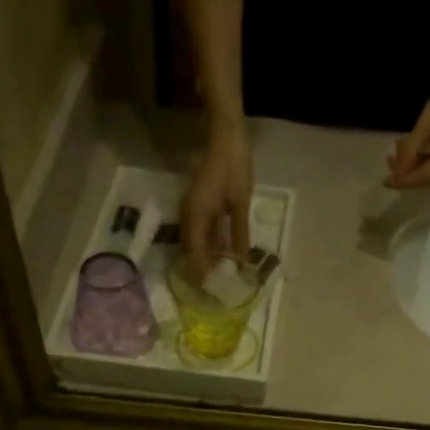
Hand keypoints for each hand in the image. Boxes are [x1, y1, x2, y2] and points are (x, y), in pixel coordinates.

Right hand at [180, 120, 252, 279]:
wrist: (226, 136)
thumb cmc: (234, 167)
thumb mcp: (240, 203)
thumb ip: (239, 233)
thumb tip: (241, 261)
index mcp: (196, 215)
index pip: (195, 254)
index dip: (201, 274)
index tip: (211, 293)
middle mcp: (188, 215)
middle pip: (190, 251)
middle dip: (201, 271)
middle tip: (214, 291)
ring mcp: (191, 210)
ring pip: (195, 243)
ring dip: (205, 260)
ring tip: (218, 279)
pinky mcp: (198, 206)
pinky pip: (200, 233)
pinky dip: (209, 246)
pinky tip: (220, 257)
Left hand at [386, 59, 429, 190]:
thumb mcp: (425, 124)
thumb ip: (410, 151)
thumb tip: (396, 174)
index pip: (425, 175)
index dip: (404, 181)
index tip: (386, 181)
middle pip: (428, 178)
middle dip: (407, 173)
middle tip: (389, 162)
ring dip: (413, 168)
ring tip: (395, 156)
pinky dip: (422, 163)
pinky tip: (410, 153)